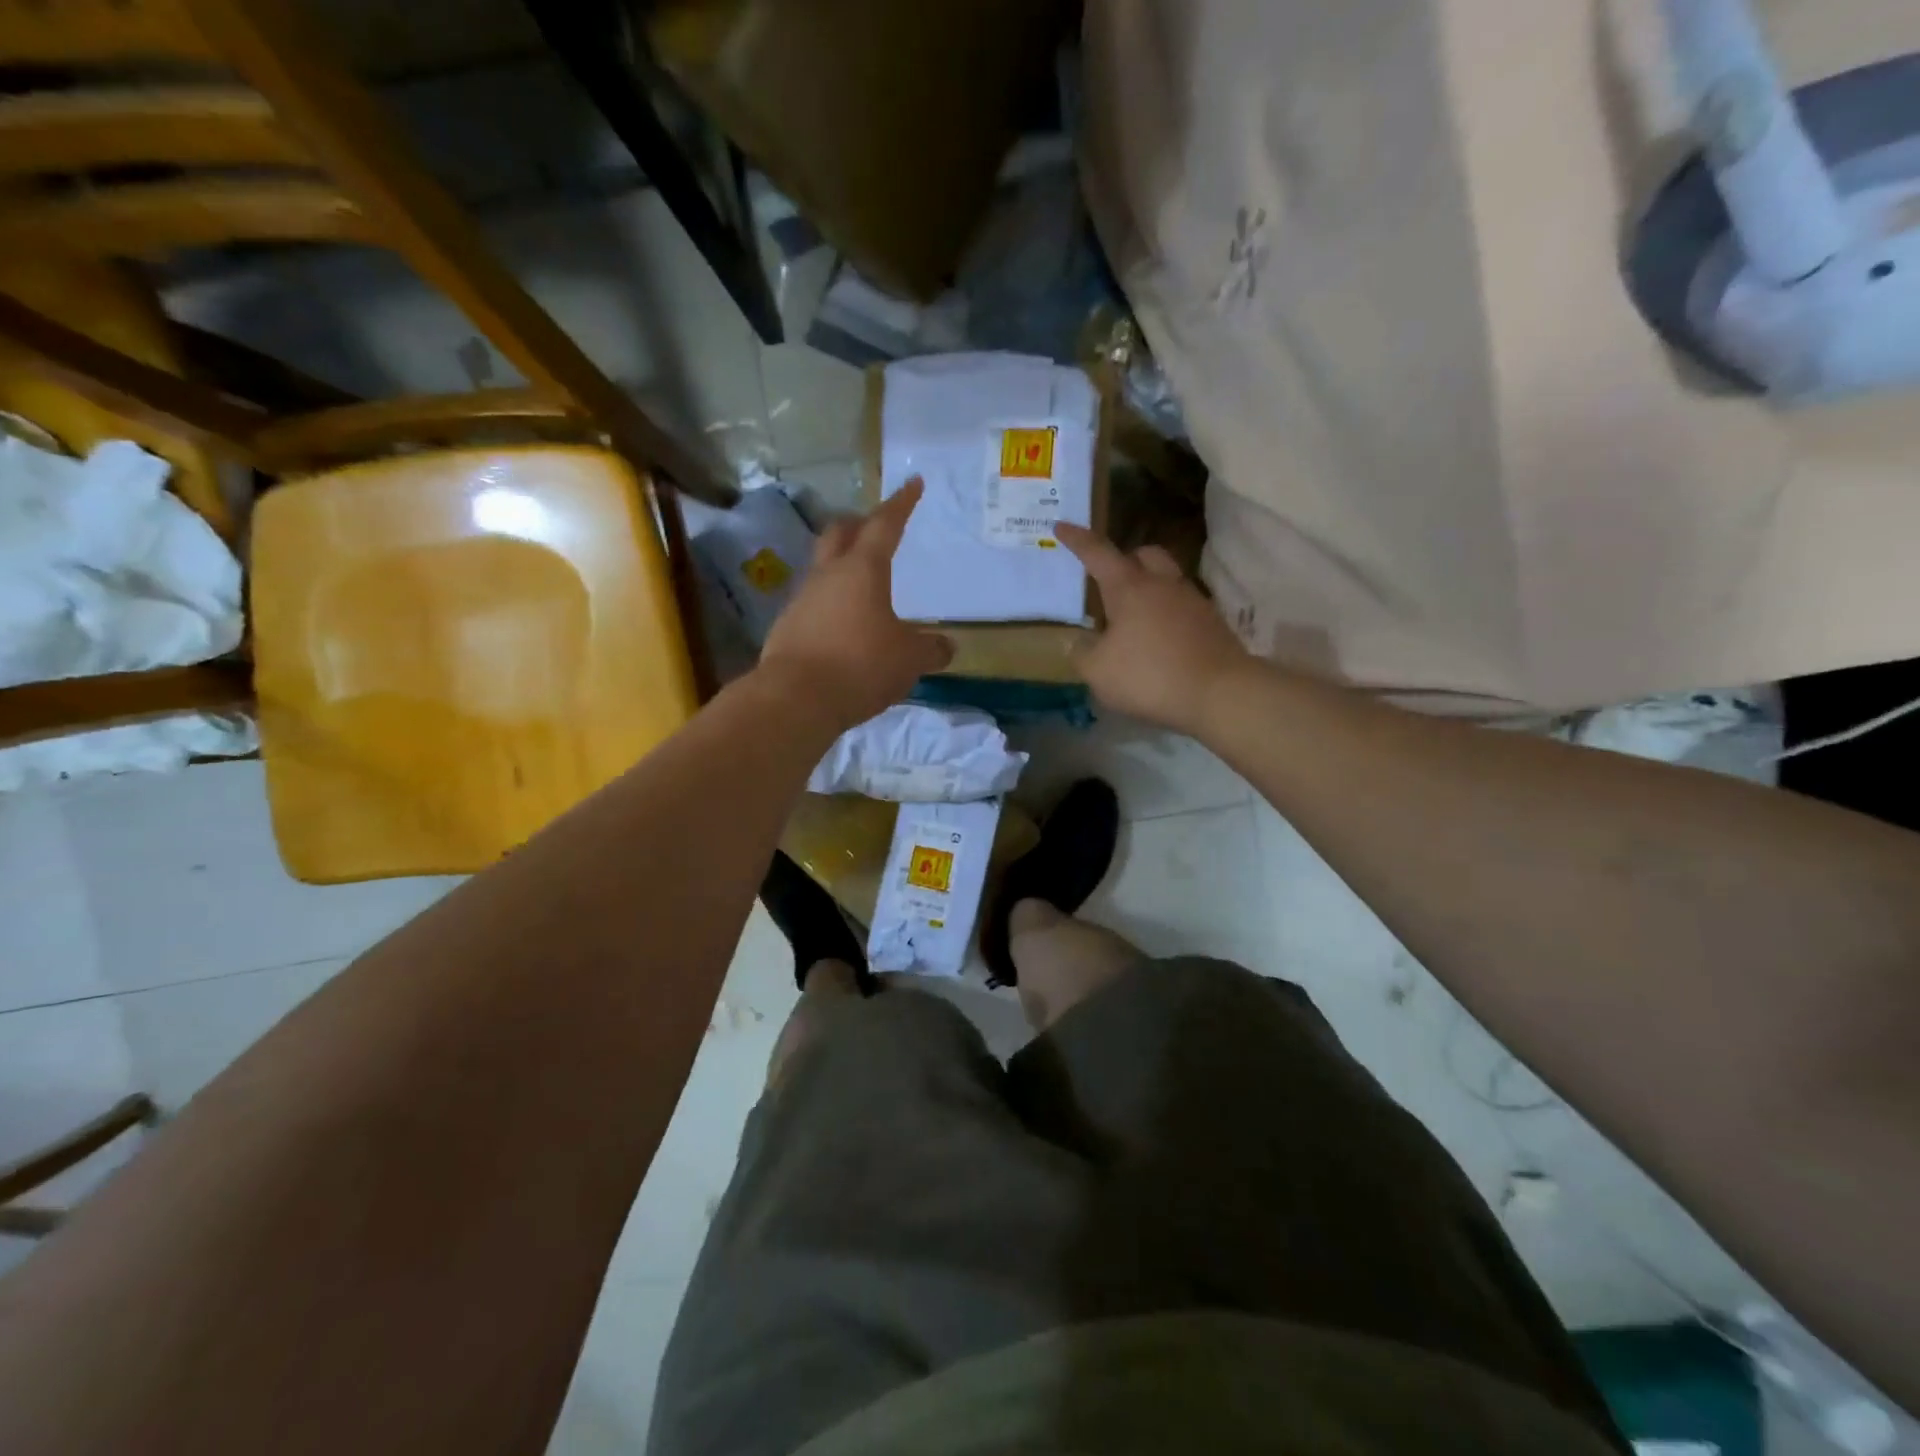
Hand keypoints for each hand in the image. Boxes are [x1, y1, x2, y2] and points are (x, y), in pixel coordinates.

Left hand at [759, 480, 953, 728]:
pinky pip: (814, 604)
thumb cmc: (861, 665)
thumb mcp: (909, 660)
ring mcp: (802, 600)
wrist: (795, 698)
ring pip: (823, 569)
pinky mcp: (787, 628)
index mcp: (863, 570)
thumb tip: (946, 646)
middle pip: (840, 534)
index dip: (901, 504)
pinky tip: (843, 626)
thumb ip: (930, 650)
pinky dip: (831, 604)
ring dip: (842, 567)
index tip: (912, 483)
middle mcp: (828, 576)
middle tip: (876, 527)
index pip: (885, 525)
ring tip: (863, 585)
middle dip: (860, 525)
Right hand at [1056, 523, 1252, 736]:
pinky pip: (1182, 607)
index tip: (1062, 526)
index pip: (1098, 553)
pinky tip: (1158, 639)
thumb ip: (1082, 653)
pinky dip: (1166, 614)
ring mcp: (1193, 602)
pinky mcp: (1212, 624)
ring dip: (1148, 589)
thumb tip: (1079, 641)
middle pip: (1145, 554)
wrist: (1220, 693)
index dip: (1077, 539)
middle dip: (1125, 559)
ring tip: (1132, 617)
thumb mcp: (1098, 671)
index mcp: (1129, 588)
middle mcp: (1163, 585)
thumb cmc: (1149, 676)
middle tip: (1108, 578)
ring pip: (1167, 580)